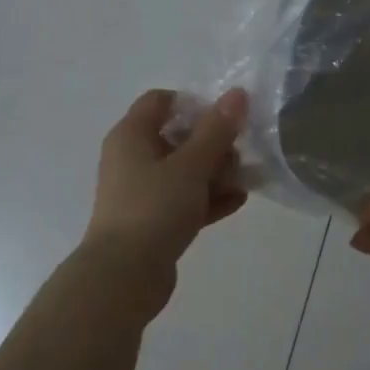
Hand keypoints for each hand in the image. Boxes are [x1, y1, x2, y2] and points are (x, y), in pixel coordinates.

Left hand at [81, 88, 248, 313]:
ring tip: (245, 180)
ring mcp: (141, 192)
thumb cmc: (154, 208)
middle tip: (239, 155)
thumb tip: (237, 94)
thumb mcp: (190, 165)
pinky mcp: (152, 221)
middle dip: (212, 143)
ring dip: (214, 173)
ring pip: (183, 171)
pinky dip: (207, 198)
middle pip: (177, 136)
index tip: (224, 118)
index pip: (161, 101)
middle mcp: (132, 158)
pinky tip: (238, 202)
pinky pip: (183, 200)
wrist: (124, 276)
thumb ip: (216, 130)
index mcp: (131, 135)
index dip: (194, 104)